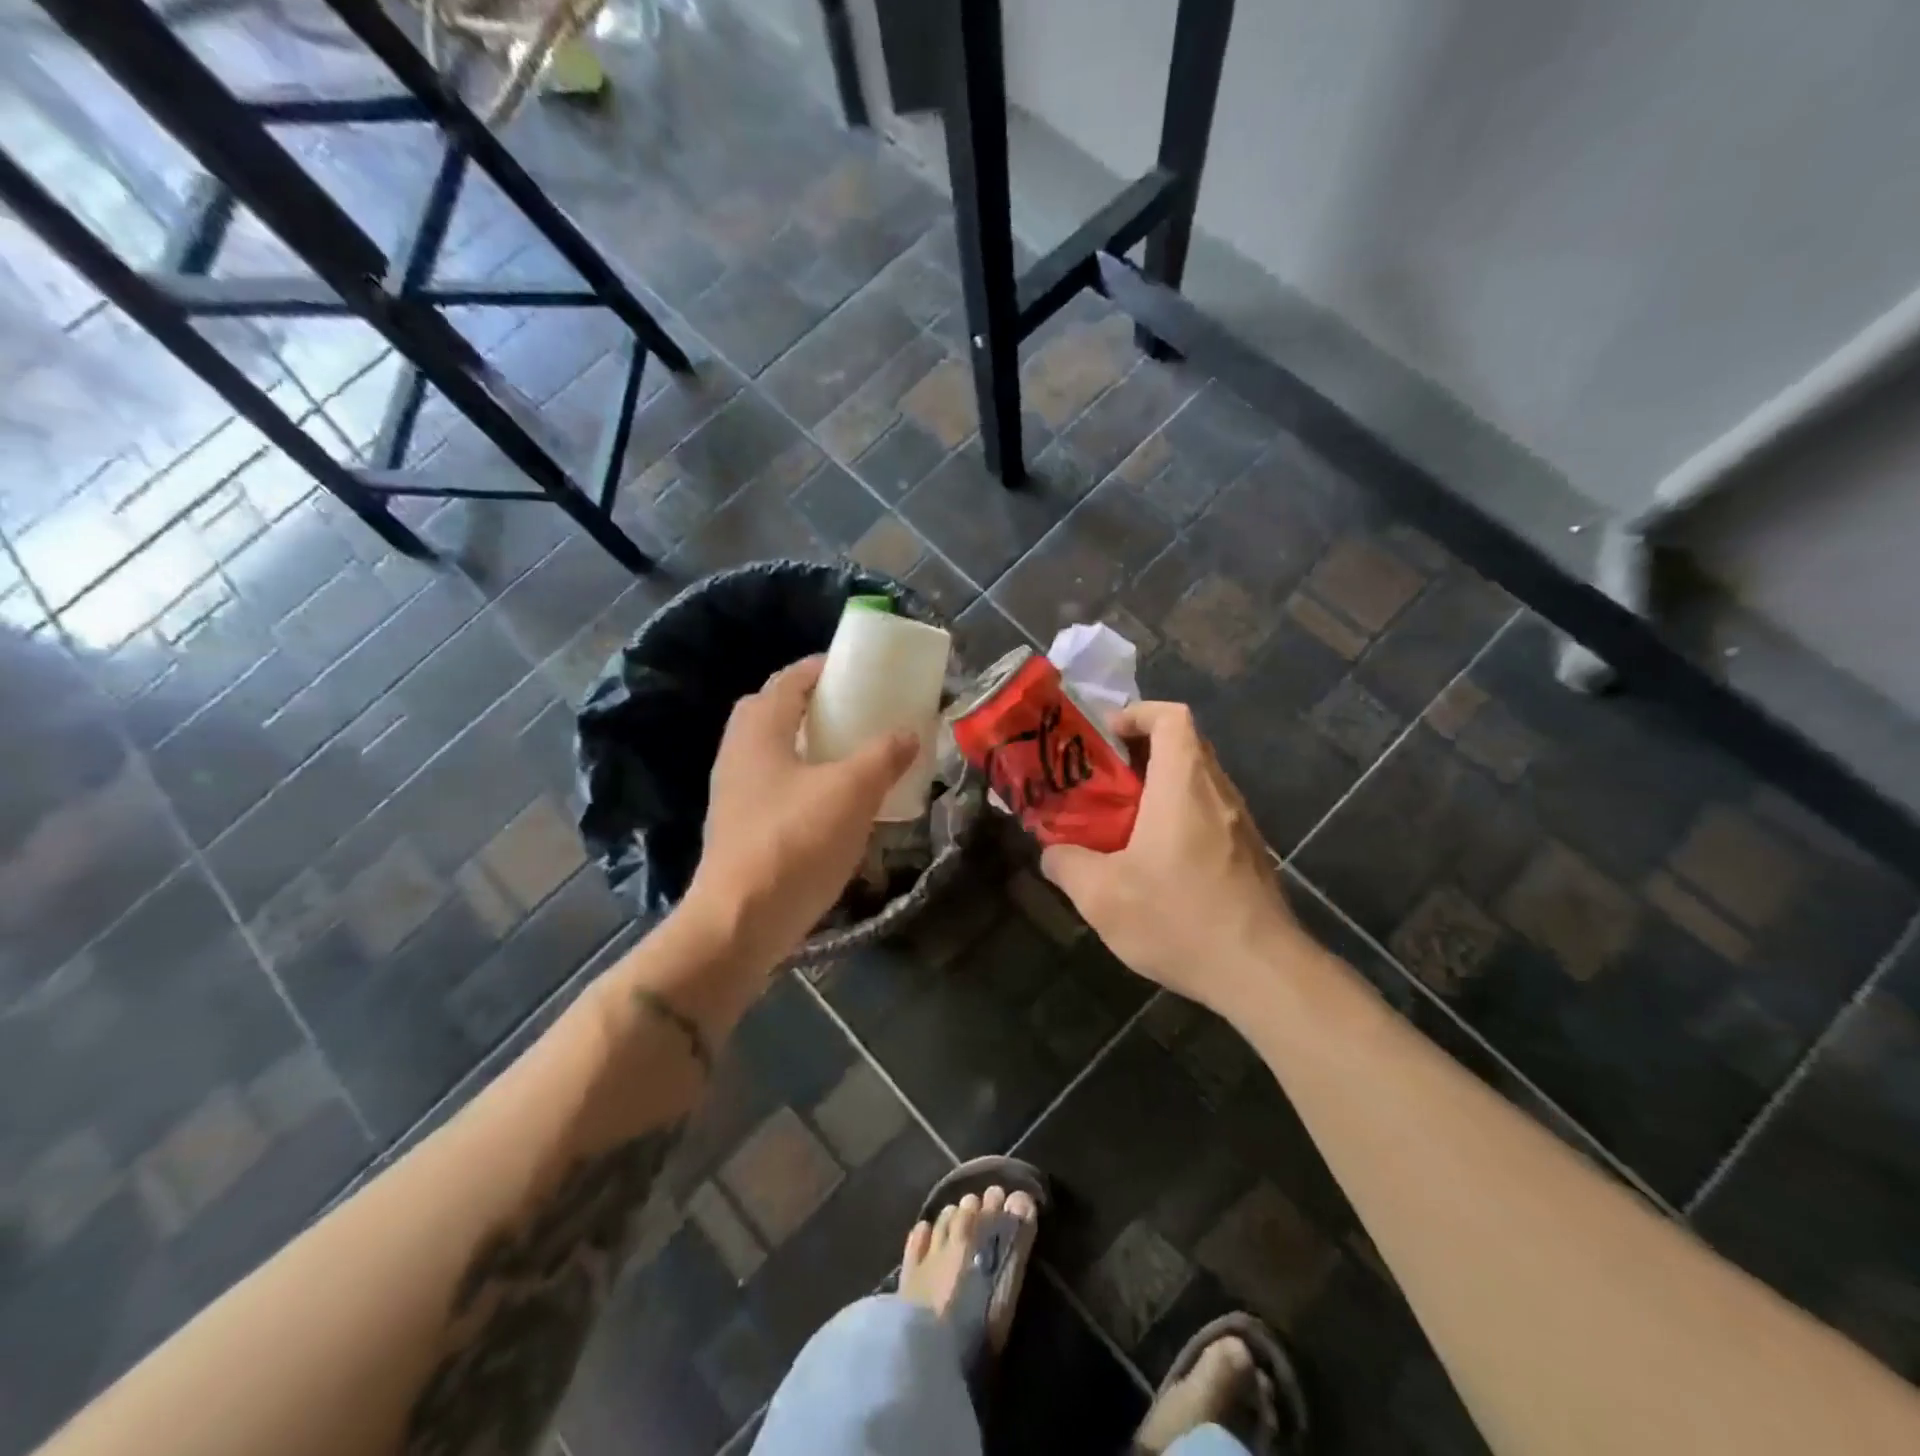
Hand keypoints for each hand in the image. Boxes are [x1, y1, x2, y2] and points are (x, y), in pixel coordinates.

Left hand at [685, 656, 917, 964]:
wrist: (741, 922)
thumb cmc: (796, 842)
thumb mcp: (852, 792)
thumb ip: (883, 756)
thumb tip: (908, 733)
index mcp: (760, 731)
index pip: (789, 680)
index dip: (823, 669)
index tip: (858, 671)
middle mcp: (739, 753)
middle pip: (775, 712)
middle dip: (814, 705)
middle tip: (854, 712)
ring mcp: (734, 793)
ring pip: (775, 752)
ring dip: (809, 745)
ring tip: (851, 755)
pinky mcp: (740, 827)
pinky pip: (775, 785)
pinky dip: (803, 780)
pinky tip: (834, 804)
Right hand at [1040, 701, 1303, 1012]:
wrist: (1261, 972)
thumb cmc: (1179, 918)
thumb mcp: (1101, 896)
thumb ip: (1067, 864)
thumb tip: (1052, 853)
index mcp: (1184, 784)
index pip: (1171, 717)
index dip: (1137, 714)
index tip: (1105, 737)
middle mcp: (1219, 792)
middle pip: (1184, 745)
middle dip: (1140, 752)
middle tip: (1103, 781)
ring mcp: (1240, 824)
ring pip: (1198, 782)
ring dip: (1160, 788)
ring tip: (1122, 822)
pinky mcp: (1249, 854)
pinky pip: (1210, 814)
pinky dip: (1180, 817)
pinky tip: (1156, 862)